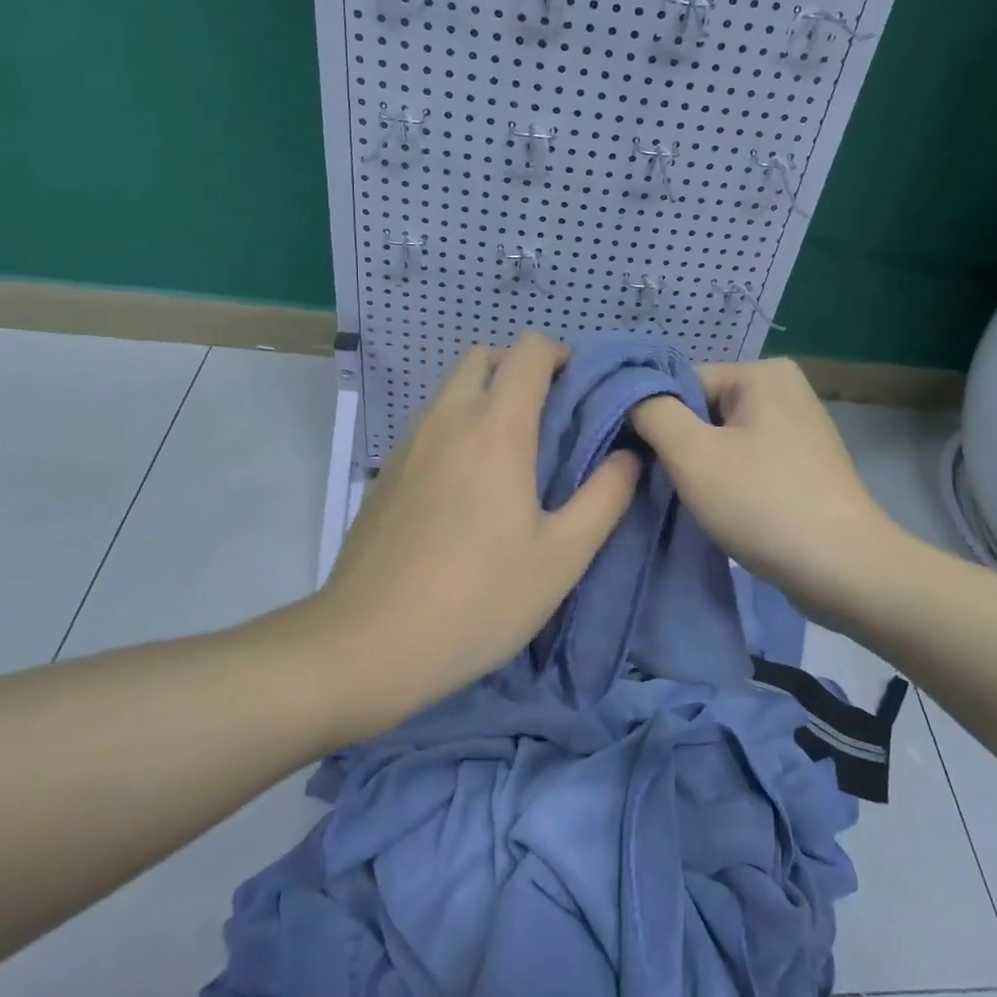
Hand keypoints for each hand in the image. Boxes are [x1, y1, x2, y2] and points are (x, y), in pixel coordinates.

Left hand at [297, 333, 640, 738]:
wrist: (366, 645)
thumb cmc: (478, 599)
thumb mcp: (561, 557)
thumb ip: (605, 497)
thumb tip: (629, 456)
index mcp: (496, 428)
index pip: (529, 351)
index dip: (560, 356)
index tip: (580, 392)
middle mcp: (448, 419)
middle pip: (483, 357)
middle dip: (520, 369)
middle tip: (548, 419)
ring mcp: (408, 443)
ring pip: (452, 390)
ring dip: (486, 398)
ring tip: (511, 456)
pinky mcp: (385, 472)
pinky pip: (429, 425)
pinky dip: (457, 429)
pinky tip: (466, 490)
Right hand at [631, 358, 904, 629]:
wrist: (846, 571)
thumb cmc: (764, 504)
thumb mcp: (693, 455)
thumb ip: (652, 413)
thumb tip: (629, 394)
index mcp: (763, 373)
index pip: (682, 384)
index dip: (656, 422)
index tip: (640, 462)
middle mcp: (784, 389)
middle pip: (702, 410)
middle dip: (680, 447)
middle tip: (668, 486)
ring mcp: (798, 427)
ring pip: (722, 439)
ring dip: (701, 468)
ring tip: (695, 502)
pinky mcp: (802, 463)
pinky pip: (747, 460)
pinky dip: (728, 481)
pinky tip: (723, 510)